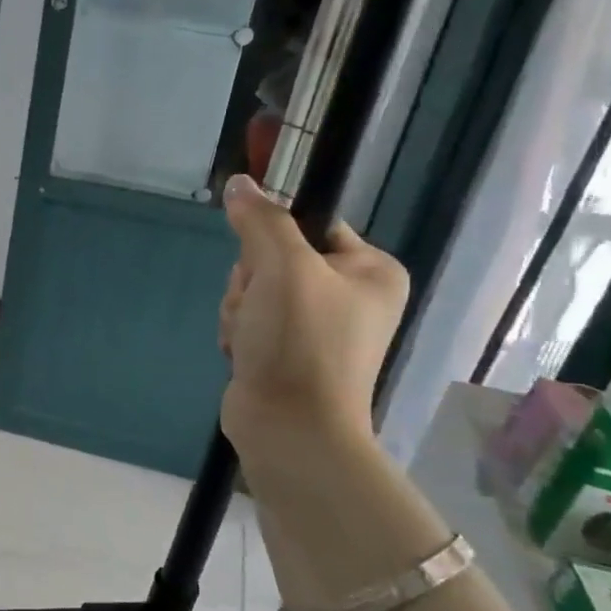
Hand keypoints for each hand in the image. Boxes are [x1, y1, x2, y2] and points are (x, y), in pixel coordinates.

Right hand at [217, 175, 407, 471]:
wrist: (289, 427)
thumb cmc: (301, 341)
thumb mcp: (282, 266)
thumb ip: (261, 219)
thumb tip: (240, 183)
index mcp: (371, 270)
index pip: (311, 224)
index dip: (274, 237)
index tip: (263, 261)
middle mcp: (351, 296)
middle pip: (274, 257)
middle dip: (250, 281)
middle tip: (258, 305)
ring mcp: (318, 327)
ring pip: (254, 289)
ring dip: (239, 309)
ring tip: (250, 337)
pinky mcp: (287, 352)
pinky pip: (249, 320)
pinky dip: (239, 332)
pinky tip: (244, 353)